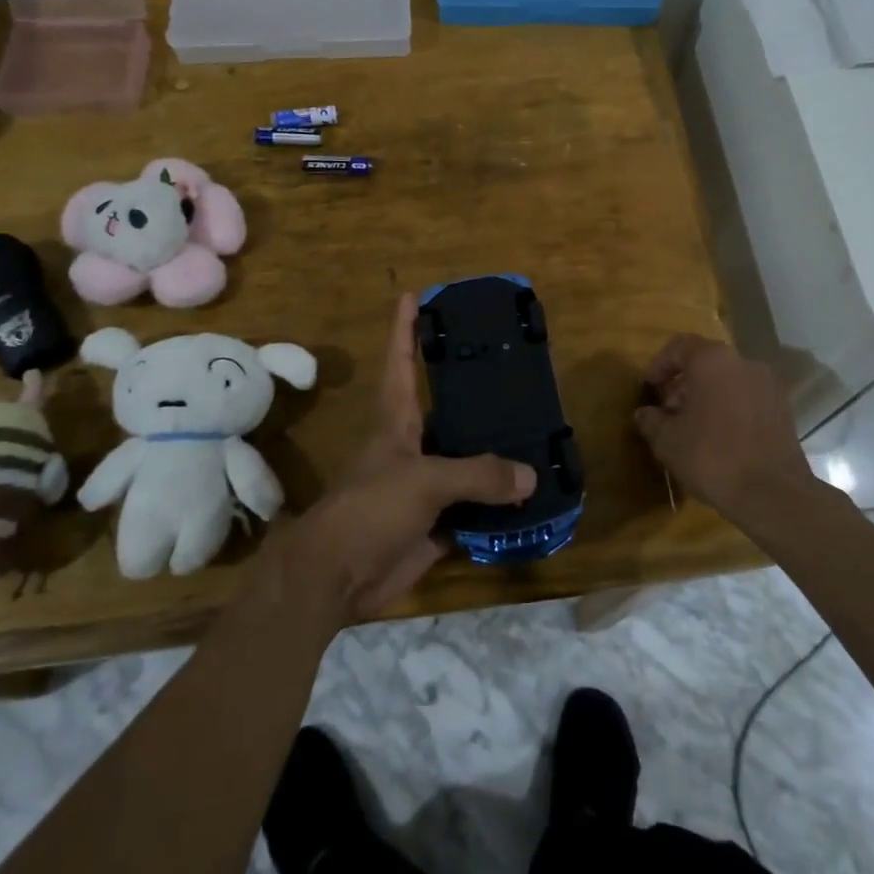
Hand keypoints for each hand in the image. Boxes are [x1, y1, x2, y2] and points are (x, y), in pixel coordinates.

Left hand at [279, 294, 535, 621]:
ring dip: (495, 451)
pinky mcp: (434, 523)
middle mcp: (411, 446)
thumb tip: (530, 477)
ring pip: (465, 460)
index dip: (405, 328)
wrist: (336, 578)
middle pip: (445, 409)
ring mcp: (423, 486)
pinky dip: (498, 503)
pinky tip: (531, 494)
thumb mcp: (424, 481)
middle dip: (473, 390)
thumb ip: (478, 475)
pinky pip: (474, 507)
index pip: (402, 362)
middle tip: (512, 367)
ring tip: (537, 429)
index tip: (415, 295)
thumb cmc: (370, 510)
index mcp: (397, 420)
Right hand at [633, 334, 815, 526]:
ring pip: (728, 381)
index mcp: (713, 361)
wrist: (773, 494)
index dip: (659, 365)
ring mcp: (768, 386)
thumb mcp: (668, 441)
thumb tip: (645, 413)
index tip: (649, 389)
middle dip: (683, 384)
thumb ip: (651, 420)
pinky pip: (747, 399)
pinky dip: (730, 409)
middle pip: (706, 363)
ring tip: (693, 428)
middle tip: (668, 411)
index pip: (680, 346)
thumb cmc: (712, 457)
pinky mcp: (783, 410)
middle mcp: (744, 363)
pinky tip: (720, 439)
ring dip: (707, 397)